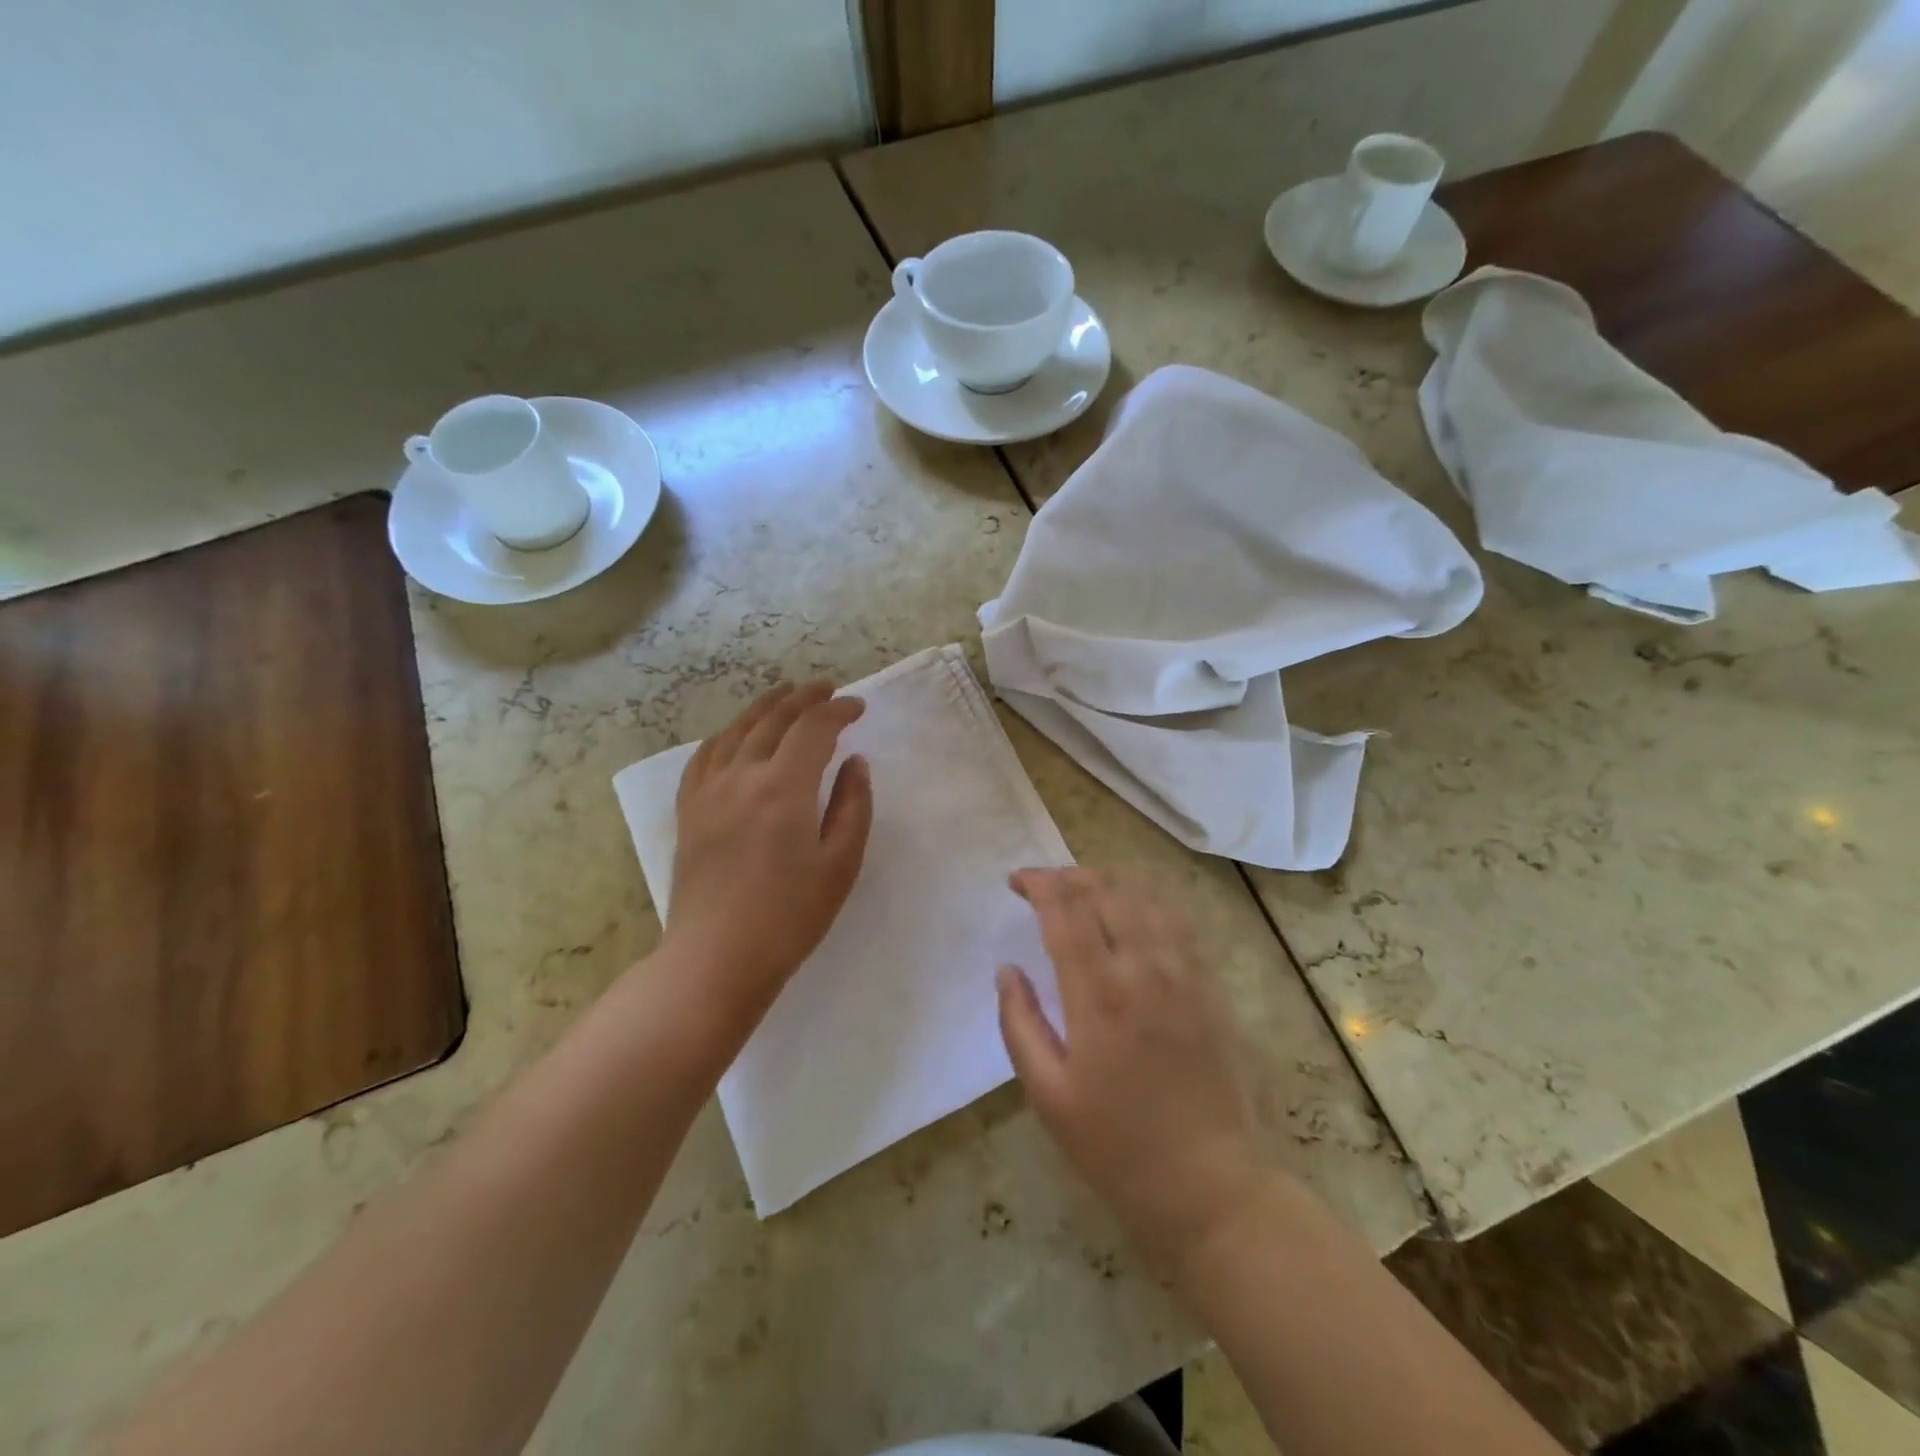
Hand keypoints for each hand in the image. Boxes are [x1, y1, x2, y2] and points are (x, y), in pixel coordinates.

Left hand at [665, 681, 872, 1025]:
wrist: (716, 958)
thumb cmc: (790, 917)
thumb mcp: (840, 864)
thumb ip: (853, 806)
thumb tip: (854, 763)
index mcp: (783, 787)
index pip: (813, 728)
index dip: (838, 711)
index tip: (858, 708)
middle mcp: (742, 776)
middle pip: (774, 719)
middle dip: (804, 698)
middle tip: (827, 689)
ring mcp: (708, 791)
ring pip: (737, 730)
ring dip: (765, 707)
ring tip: (785, 695)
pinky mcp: (689, 810)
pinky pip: (705, 756)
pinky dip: (727, 735)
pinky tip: (736, 735)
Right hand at [996, 868, 1268, 1269]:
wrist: (1210, 1184)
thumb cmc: (1118, 1146)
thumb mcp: (1049, 1096)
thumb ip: (1020, 1024)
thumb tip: (1007, 970)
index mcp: (1099, 995)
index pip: (1065, 910)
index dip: (1039, 884)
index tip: (1017, 881)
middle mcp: (1144, 969)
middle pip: (1106, 890)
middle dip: (1069, 876)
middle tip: (1045, 886)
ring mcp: (1185, 973)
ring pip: (1146, 896)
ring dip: (1109, 881)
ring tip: (1083, 889)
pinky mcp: (1210, 985)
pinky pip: (1179, 920)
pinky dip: (1149, 899)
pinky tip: (1134, 908)